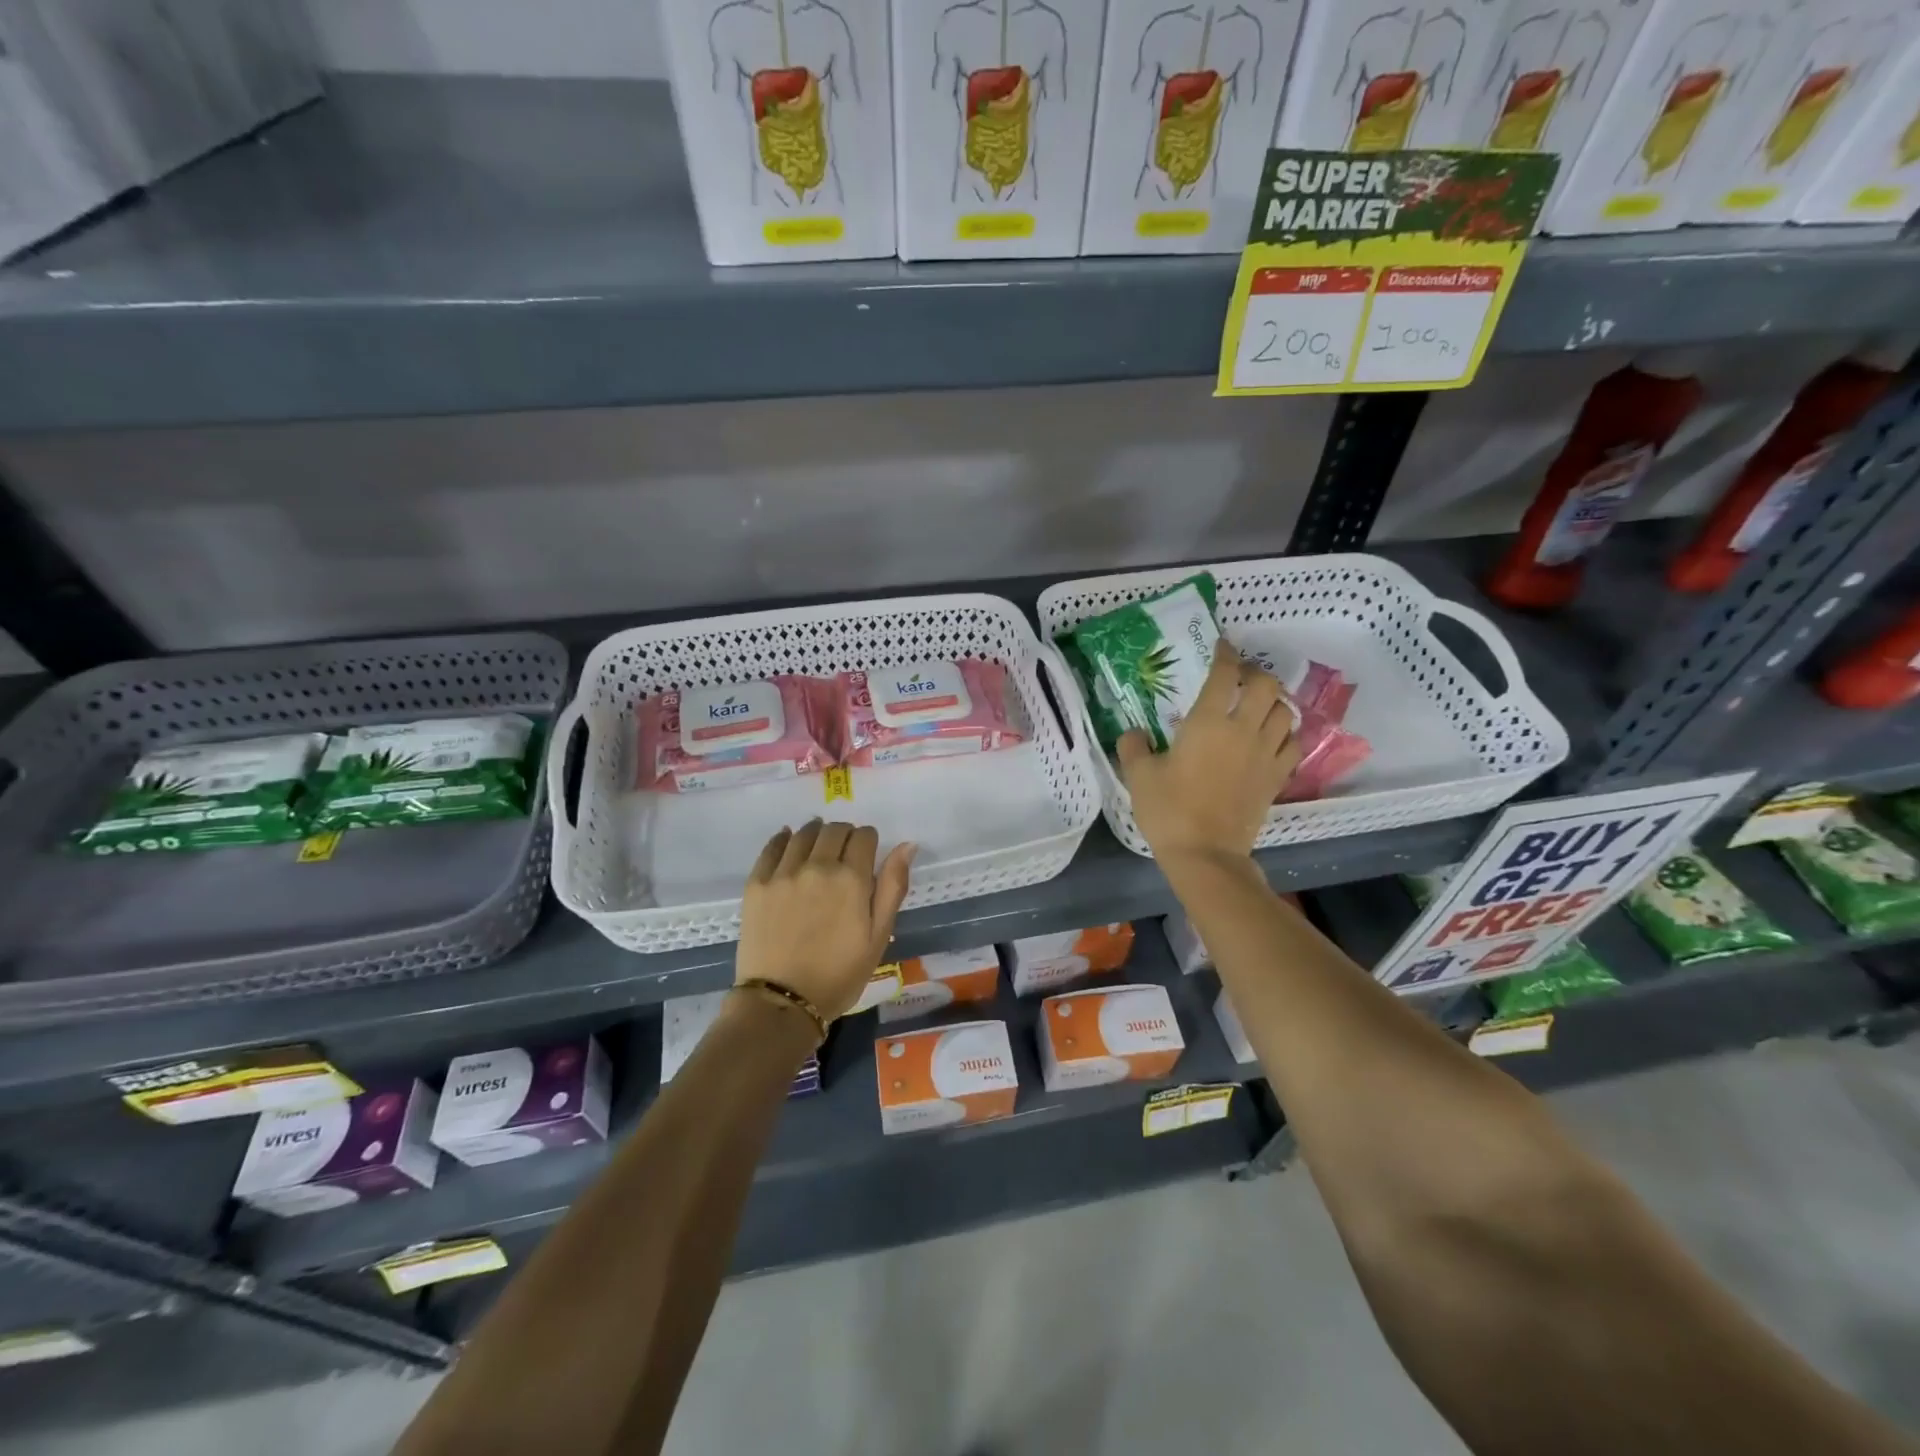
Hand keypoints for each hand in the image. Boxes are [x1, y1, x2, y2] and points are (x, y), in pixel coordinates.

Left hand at [736, 820, 916, 1020]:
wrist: (782, 1002)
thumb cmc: (839, 975)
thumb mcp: (878, 936)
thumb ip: (893, 886)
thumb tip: (908, 845)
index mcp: (852, 878)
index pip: (864, 836)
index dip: (869, 841)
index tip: (867, 854)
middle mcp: (818, 866)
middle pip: (834, 829)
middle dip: (845, 835)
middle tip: (844, 854)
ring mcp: (784, 872)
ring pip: (804, 832)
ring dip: (816, 833)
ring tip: (818, 848)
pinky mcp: (757, 883)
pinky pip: (772, 846)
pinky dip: (784, 839)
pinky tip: (789, 842)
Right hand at [1117, 641, 1300, 865]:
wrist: (1206, 854)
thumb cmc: (1169, 810)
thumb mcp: (1139, 776)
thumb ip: (1134, 746)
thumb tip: (1134, 732)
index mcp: (1208, 722)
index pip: (1225, 674)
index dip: (1225, 655)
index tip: (1221, 646)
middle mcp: (1243, 729)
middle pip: (1266, 686)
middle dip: (1255, 674)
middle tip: (1239, 679)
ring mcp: (1266, 753)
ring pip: (1285, 712)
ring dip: (1274, 702)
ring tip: (1257, 706)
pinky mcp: (1277, 777)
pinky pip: (1292, 743)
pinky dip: (1285, 733)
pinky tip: (1271, 738)